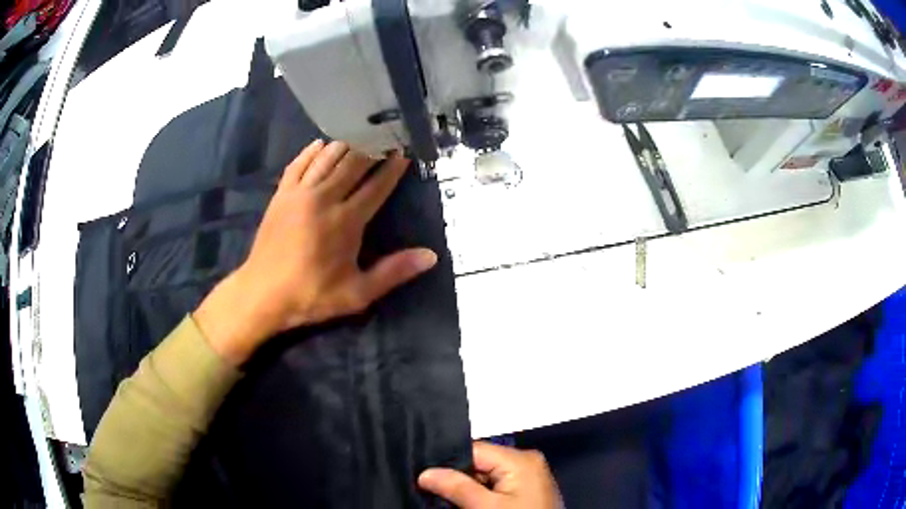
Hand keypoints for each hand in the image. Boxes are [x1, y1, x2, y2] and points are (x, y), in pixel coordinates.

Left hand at [194, 140, 437, 364]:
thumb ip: (394, 272)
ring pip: (327, 157)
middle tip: (386, 136)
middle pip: (353, 163)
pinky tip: (322, 144)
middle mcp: (324, 198)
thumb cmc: (311, 295)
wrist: (262, 294)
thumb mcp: (357, 293)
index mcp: (346, 221)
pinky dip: (312, 151)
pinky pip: (299, 163)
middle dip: (373, 148)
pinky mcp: (281, 194)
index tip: (404, 152)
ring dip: (346, 144)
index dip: (393, 167)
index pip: (376, 185)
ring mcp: (299, 193)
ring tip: (361, 135)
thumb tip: (431, 256)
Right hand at [419, 442, 560, 508]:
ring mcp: (527, 476)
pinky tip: (467, 503)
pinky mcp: (526, 490)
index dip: (447, 462)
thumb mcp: (485, 508)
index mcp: (520, 459)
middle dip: (457, 477)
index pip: (474, 450)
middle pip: (479, 462)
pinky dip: (481, 494)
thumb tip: (425, 473)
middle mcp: (526, 461)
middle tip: (431, 488)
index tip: (424, 475)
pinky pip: (496, 485)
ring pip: (485, 475)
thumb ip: (456, 487)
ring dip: (467, 488)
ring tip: (447, 497)